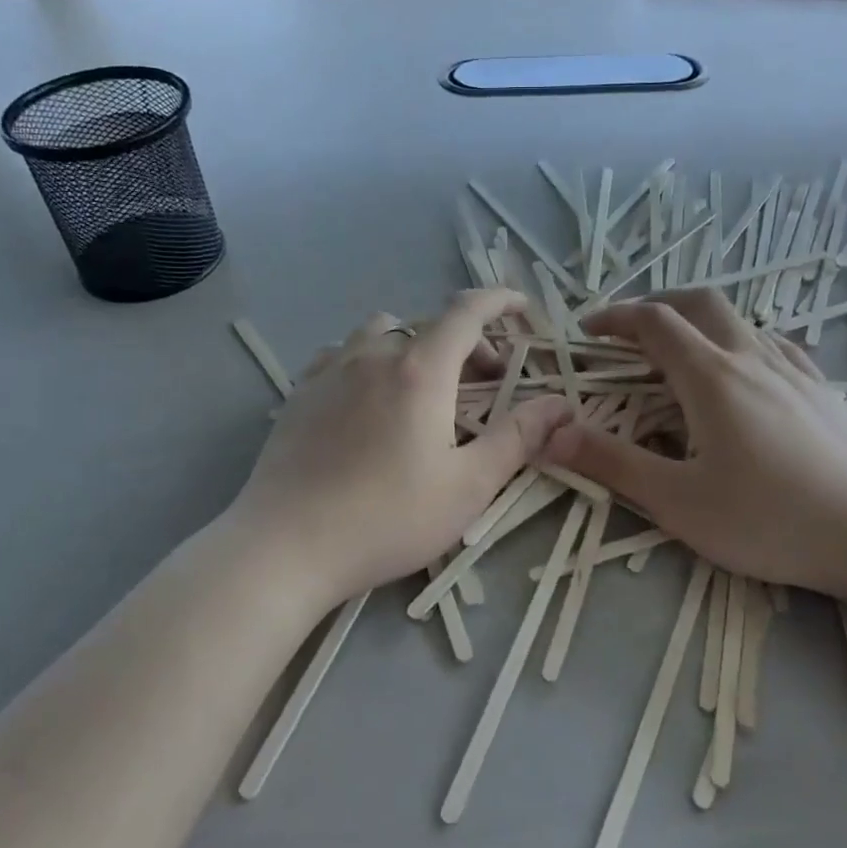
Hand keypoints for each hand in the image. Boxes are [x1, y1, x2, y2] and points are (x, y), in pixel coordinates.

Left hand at [227, 289, 570, 609]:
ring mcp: (330, 370)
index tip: (523, 308)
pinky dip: (370, 360)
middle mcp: (373, 355)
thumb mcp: (468, 486)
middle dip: (467, 342)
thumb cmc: (387, 518)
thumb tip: (561, 404)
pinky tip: (368, 399)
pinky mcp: (300, 393)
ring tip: (424, 387)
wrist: (285, 546)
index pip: (467, 311)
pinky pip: (342, 354)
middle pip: (430, 325)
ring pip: (382, 332)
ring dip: (415, 346)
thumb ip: (518, 438)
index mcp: (420, 370)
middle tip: (486, 384)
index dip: (500, 301)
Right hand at [540, 291, 846, 614]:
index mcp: (711, 377)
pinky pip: (776, 345)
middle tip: (630, 329)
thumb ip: (612, 463)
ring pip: (741, 321)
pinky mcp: (824, 392)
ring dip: (701, 321)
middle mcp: (752, 358)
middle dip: (658, 303)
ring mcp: (795, 371)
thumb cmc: (769, 520)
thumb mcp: (677, 501)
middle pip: (700, 303)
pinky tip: (747, 371)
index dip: (615, 317)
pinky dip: (743, 341)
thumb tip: (550, 434)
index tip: (587, 330)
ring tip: (683, 352)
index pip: (654, 323)